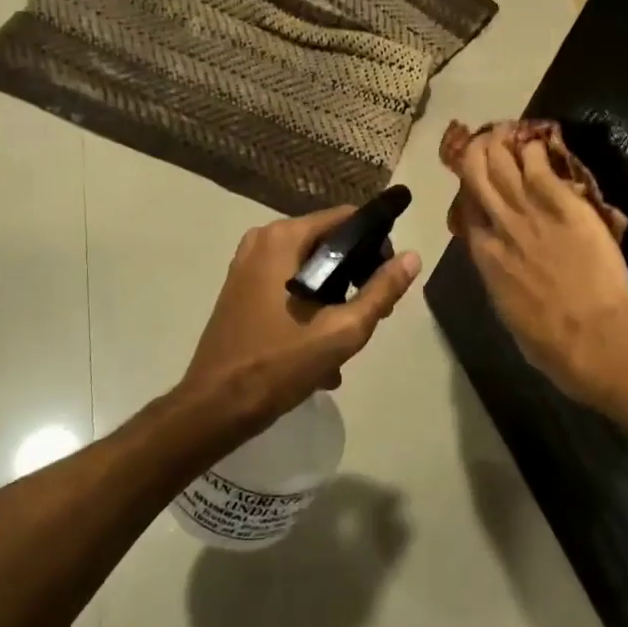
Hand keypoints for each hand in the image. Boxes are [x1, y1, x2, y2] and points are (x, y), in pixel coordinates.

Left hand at [176, 207, 421, 446]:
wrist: (215, 407)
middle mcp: (262, 241)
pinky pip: (289, 285)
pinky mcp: (241, 290)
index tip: (388, 278)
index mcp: (283, 238)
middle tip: (373, 314)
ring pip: (310, 269)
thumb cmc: (279, 364)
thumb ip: (381, 291)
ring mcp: (247, 266)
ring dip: (334, 299)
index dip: (375, 244)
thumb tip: (412, 257)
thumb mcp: (342, 330)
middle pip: (327, 244)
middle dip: (355, 276)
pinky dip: (309, 307)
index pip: (346, 219)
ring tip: (349, 338)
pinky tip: (321, 349)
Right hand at [449, 134, 627, 405]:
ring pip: (504, 163)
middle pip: (479, 175)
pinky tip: (536, 142)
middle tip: (485, 140)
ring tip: (506, 132)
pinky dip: (535, 150)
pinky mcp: (564, 205)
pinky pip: (541, 166)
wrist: (591, 338)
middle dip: (478, 153)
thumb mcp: (508, 309)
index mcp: (484, 255)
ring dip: (502, 144)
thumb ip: (499, 276)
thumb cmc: (548, 341)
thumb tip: (500, 263)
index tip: (473, 176)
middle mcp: (500, 225)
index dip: (468, 188)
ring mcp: (531, 212)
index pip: (468, 209)